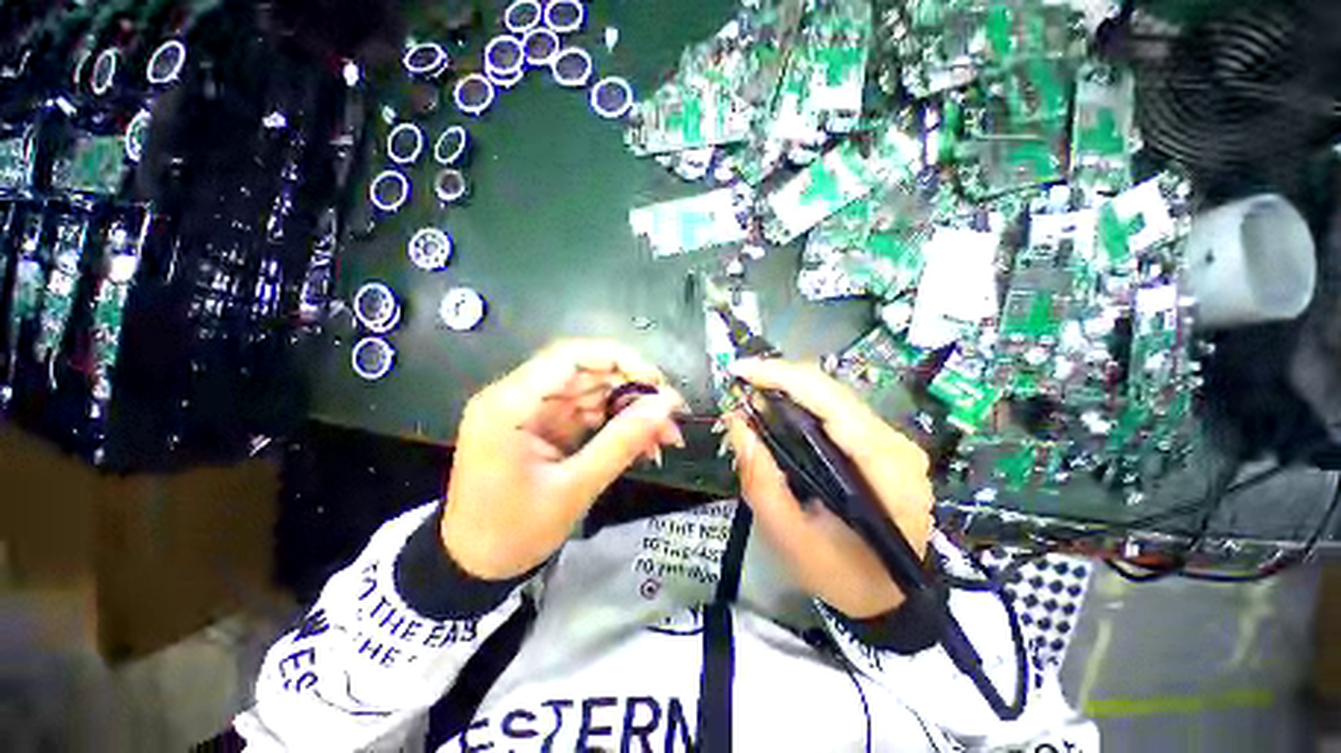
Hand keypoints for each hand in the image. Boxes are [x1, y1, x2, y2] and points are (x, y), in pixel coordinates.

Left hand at [442, 339, 686, 579]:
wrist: (475, 565)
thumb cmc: (514, 533)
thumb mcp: (575, 489)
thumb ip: (621, 442)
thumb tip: (666, 405)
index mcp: (510, 405)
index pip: (570, 356)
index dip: (620, 360)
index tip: (658, 382)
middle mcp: (518, 396)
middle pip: (587, 372)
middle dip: (634, 391)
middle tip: (672, 416)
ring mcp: (532, 410)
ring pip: (594, 392)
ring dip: (631, 410)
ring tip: (666, 437)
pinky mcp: (544, 425)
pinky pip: (589, 413)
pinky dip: (618, 425)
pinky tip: (644, 444)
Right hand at [725, 358, 934, 618]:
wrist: (888, 597)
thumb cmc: (842, 574)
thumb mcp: (789, 537)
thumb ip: (760, 479)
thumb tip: (737, 423)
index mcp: (884, 468)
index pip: (831, 401)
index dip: (782, 377)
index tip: (740, 370)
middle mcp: (896, 443)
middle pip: (831, 390)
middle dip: (779, 378)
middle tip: (738, 383)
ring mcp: (893, 440)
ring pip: (833, 395)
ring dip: (788, 388)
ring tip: (751, 394)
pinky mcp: (883, 443)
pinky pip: (836, 409)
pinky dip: (801, 403)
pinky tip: (776, 409)